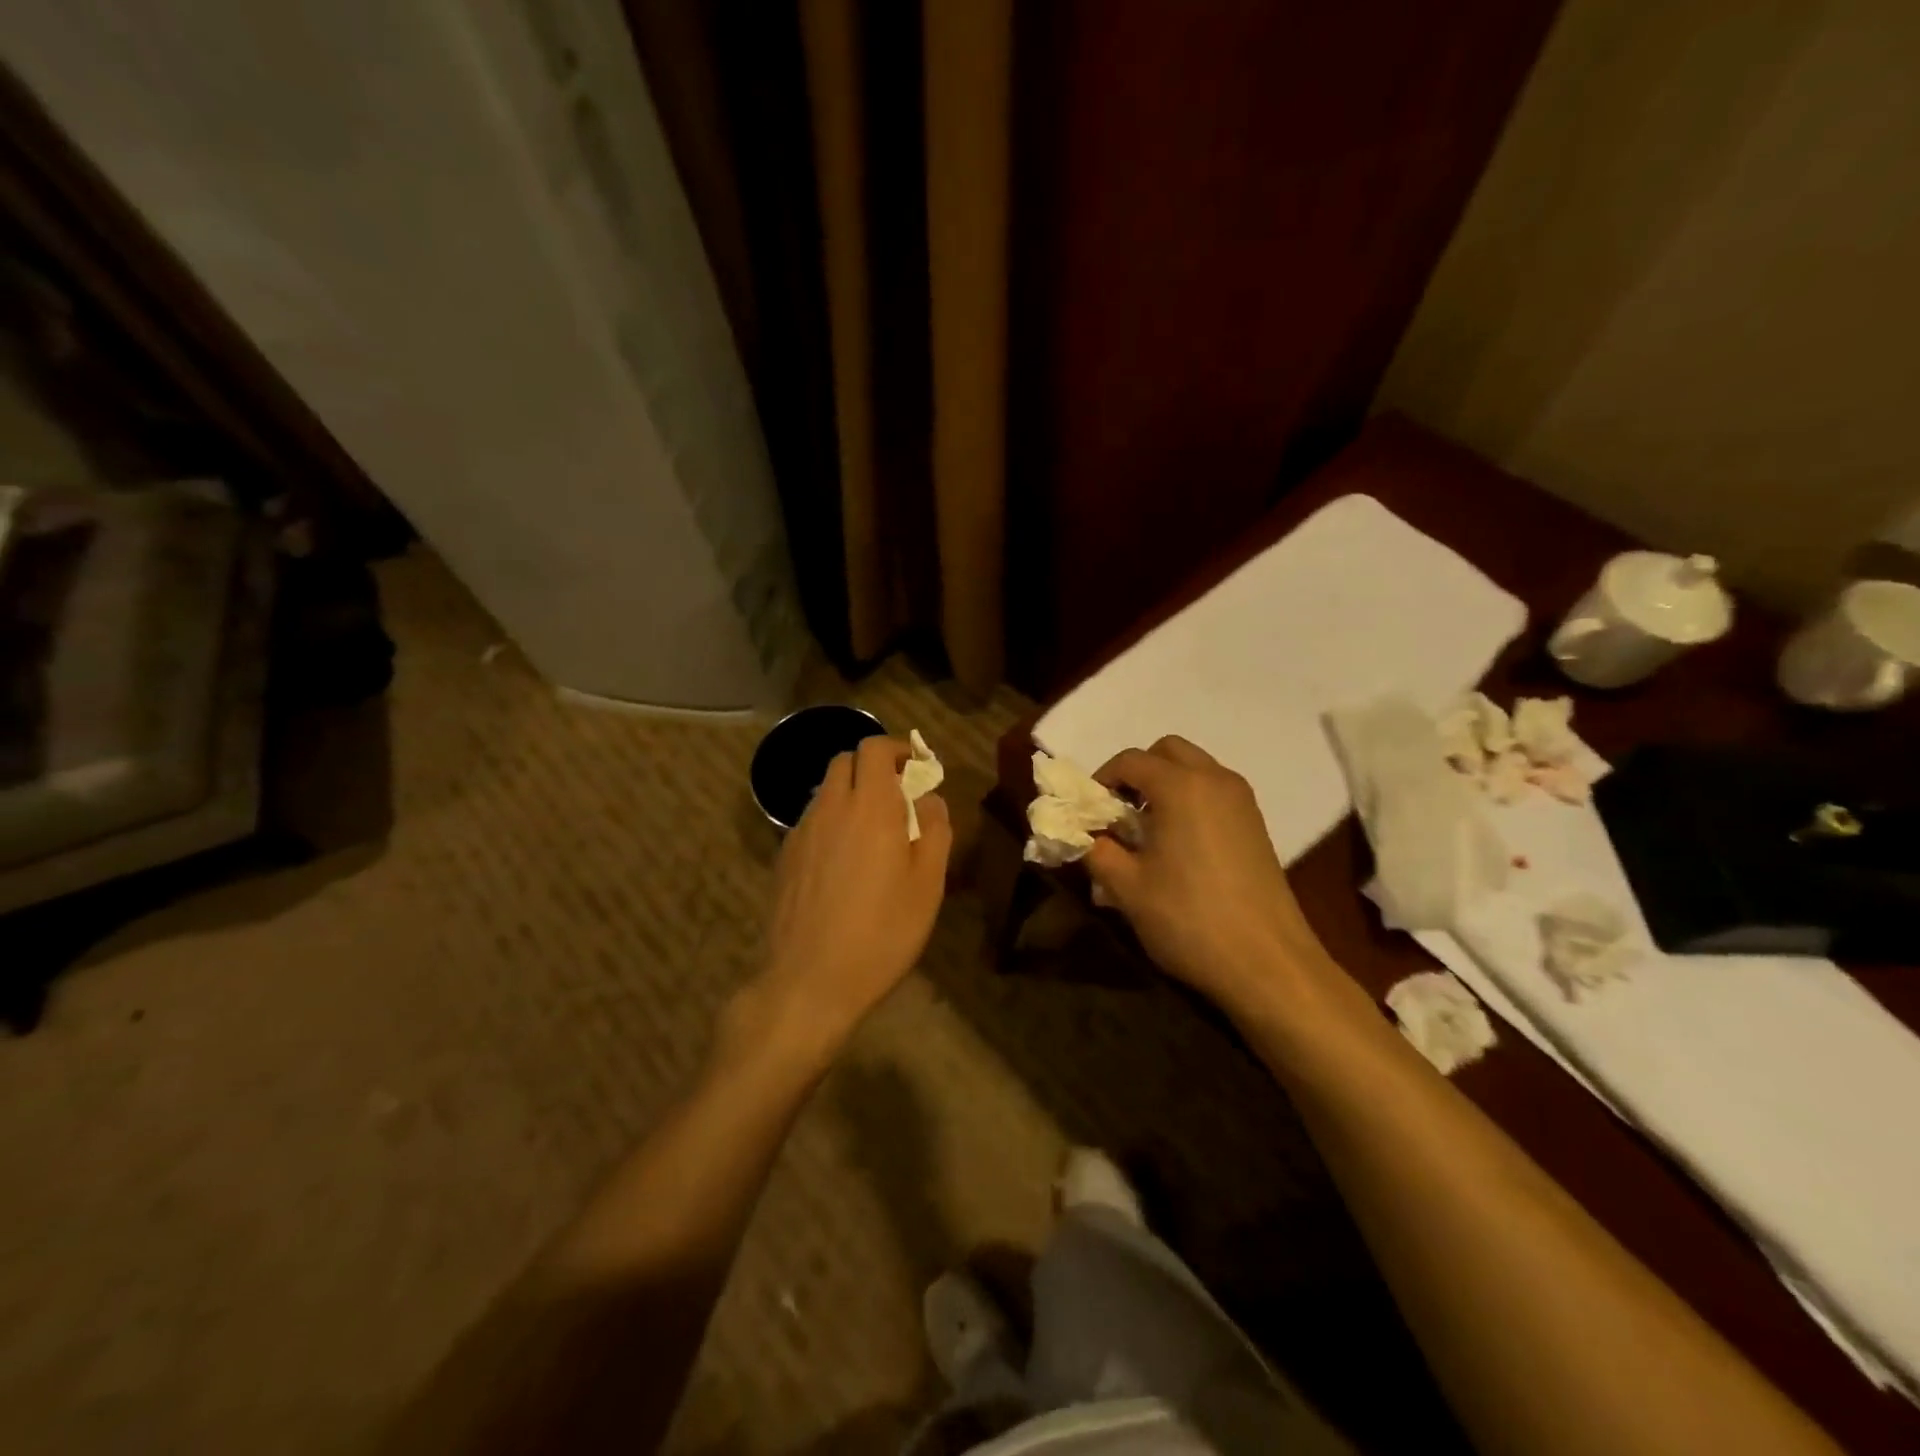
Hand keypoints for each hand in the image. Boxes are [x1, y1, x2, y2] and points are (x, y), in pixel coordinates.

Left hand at [755, 735, 951, 1052]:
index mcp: (870, 808)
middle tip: (898, 796)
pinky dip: (832, 821)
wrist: (809, 981)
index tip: (917, 766)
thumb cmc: (882, 932)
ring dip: (851, 794)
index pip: (874, 748)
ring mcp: (801, 832)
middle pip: (845, 761)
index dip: (898, 748)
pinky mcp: (784, 858)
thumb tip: (930, 799)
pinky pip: (811, 821)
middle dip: (873, 766)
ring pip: (826, 791)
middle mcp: (830, 808)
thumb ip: (935, 831)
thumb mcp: (928, 885)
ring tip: (872, 832)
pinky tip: (844, 861)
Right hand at [1085, 736, 1333, 1013]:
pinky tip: (1178, 846)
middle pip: (1167, 751)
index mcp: (1180, 786)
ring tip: (1146, 831)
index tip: (1087, 812)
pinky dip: (1190, 799)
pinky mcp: (1256, 824)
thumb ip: (1096, 851)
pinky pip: (1214, 791)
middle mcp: (1214, 780)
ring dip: (1165, 784)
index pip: (1129, 760)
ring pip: (1194, 768)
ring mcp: (1241, 801)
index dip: (1101, 779)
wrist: (1268, 963)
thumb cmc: (1189, 919)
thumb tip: (1082, 835)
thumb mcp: (1126, 888)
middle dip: (1137, 772)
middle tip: (1119, 813)